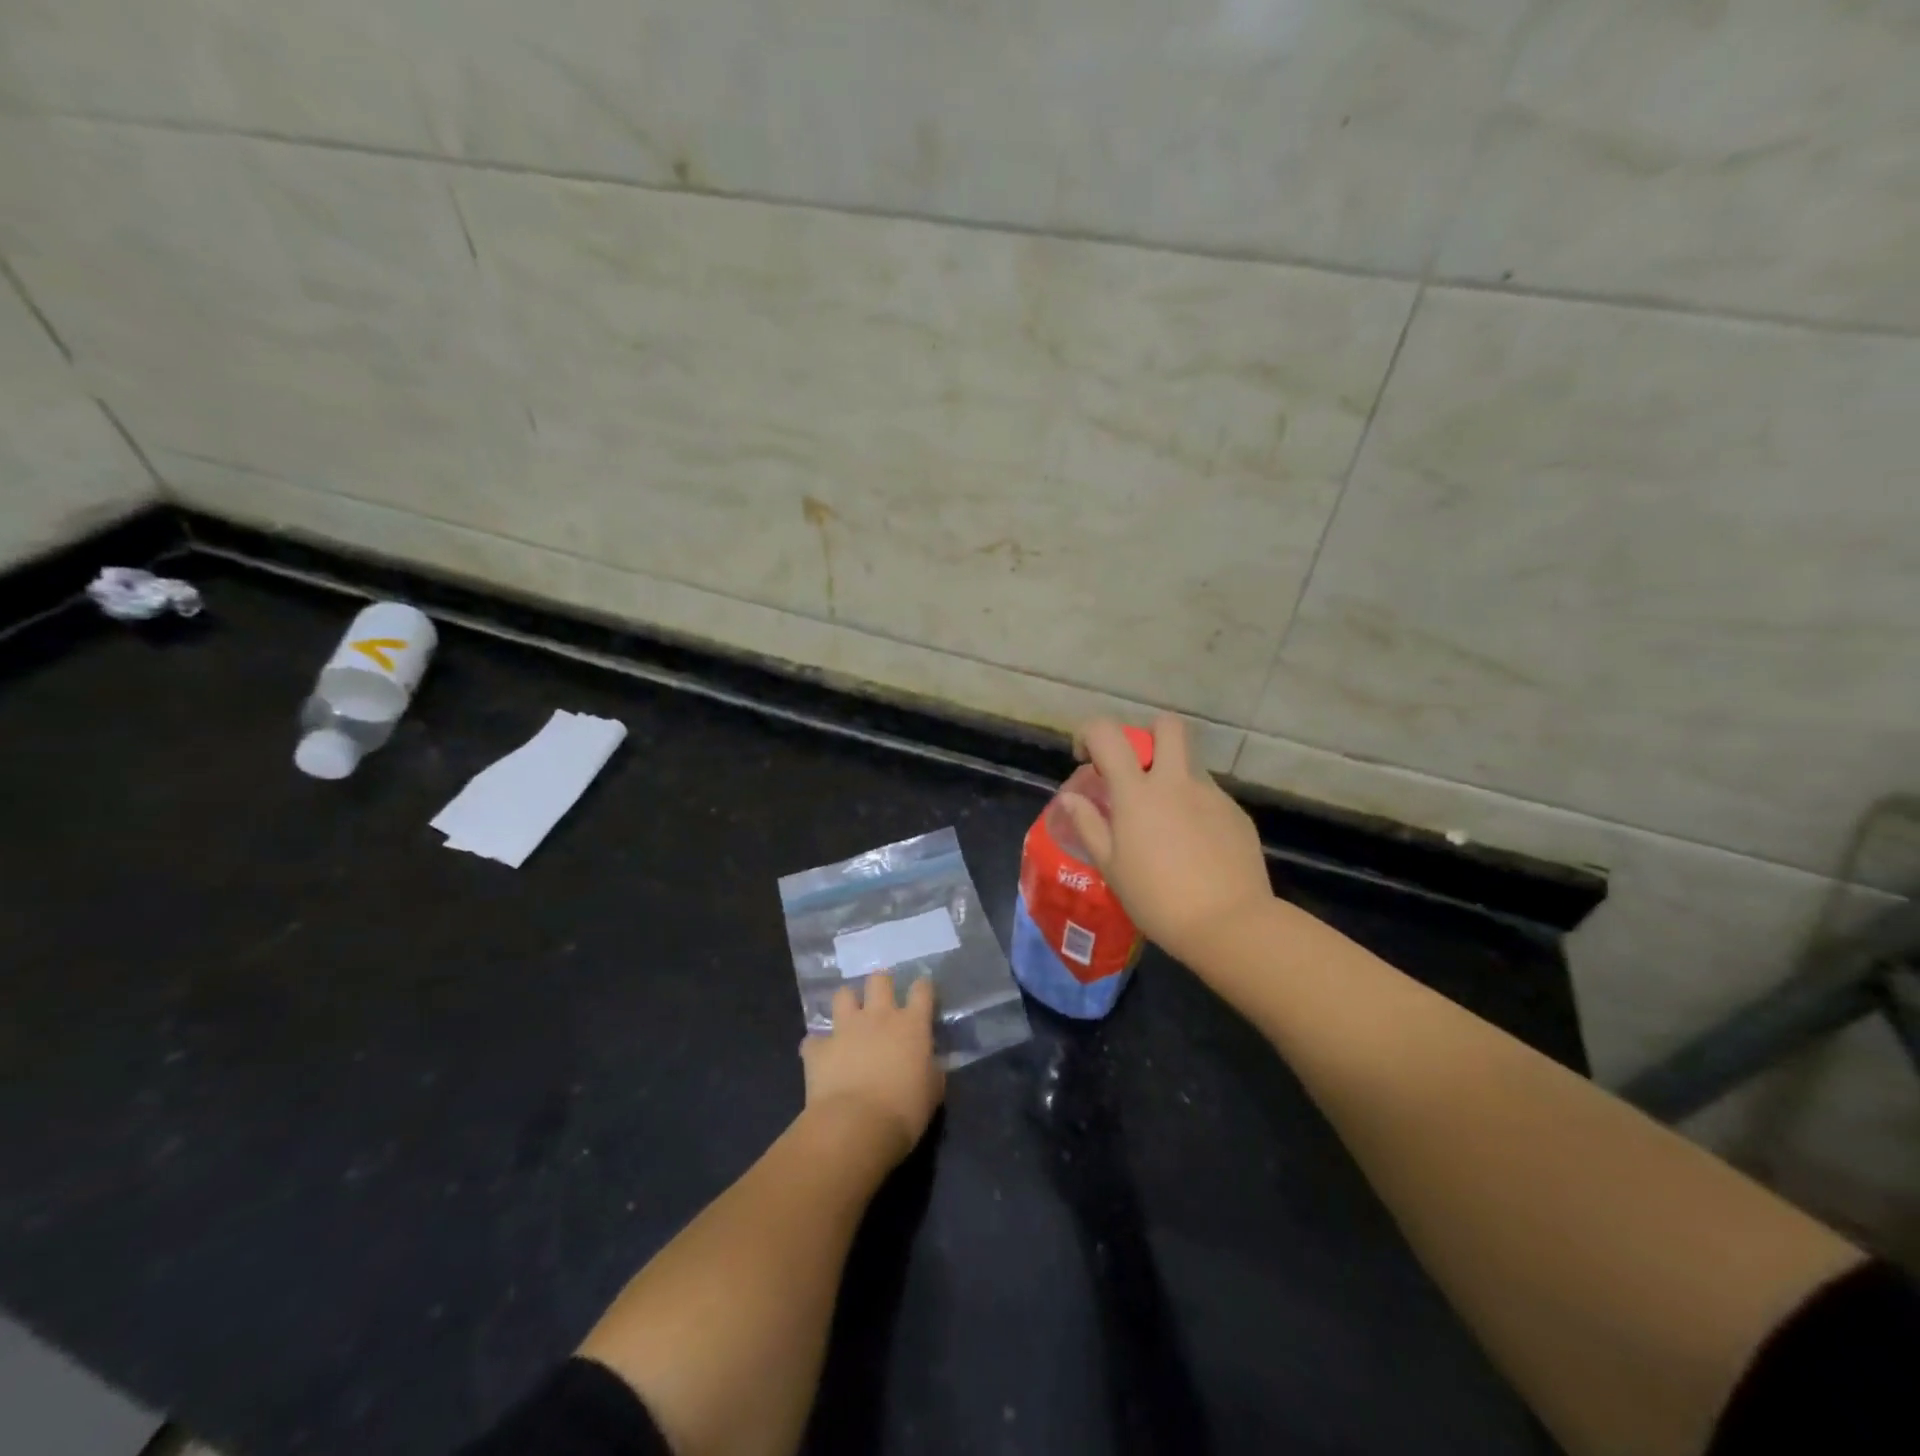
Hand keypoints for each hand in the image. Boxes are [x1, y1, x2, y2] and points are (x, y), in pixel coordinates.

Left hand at [800, 973, 944, 1165]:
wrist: (855, 1127)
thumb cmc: (904, 1111)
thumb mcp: (932, 1093)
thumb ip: (932, 1070)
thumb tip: (931, 1064)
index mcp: (911, 1025)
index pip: (921, 990)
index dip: (922, 988)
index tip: (922, 994)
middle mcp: (878, 1017)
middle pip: (879, 980)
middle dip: (881, 985)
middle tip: (882, 1001)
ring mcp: (845, 1029)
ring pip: (842, 995)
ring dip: (846, 1005)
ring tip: (849, 1019)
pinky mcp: (818, 1048)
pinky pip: (813, 1039)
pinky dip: (818, 1046)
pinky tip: (821, 1058)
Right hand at [1058, 714, 1272, 963]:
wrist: (1228, 924)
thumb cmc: (1157, 899)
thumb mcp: (1111, 866)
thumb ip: (1088, 825)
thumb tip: (1070, 798)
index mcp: (1137, 792)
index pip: (1108, 733)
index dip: (1090, 733)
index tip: (1086, 758)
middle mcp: (1176, 782)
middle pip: (1167, 726)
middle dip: (1148, 734)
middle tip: (1137, 769)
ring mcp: (1211, 795)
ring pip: (1190, 764)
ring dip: (1172, 776)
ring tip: (1166, 822)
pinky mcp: (1236, 813)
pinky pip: (1210, 796)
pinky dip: (1195, 808)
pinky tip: (1194, 846)